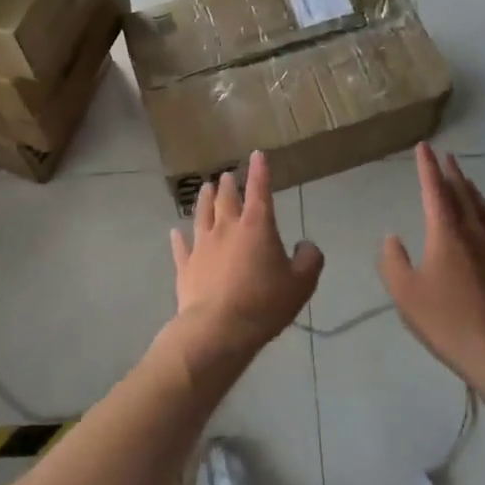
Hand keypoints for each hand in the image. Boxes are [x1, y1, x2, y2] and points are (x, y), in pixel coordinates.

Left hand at [170, 151, 323, 366]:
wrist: (217, 329)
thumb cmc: (263, 303)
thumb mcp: (301, 284)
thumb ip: (309, 260)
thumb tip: (306, 246)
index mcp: (256, 226)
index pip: (259, 190)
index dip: (259, 171)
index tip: (257, 155)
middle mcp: (226, 228)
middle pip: (226, 198)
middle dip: (228, 184)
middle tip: (226, 175)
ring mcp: (202, 246)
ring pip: (201, 214)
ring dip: (204, 199)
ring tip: (204, 188)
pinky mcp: (185, 266)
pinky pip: (181, 247)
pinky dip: (178, 238)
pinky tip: (175, 232)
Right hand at [380, 144, 484, 384]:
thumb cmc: (448, 322)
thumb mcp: (406, 295)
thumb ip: (393, 262)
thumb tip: (392, 238)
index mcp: (446, 233)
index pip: (434, 190)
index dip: (427, 167)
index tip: (423, 147)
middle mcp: (473, 232)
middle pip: (462, 193)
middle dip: (450, 173)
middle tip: (445, 156)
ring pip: (482, 208)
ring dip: (470, 189)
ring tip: (464, 180)